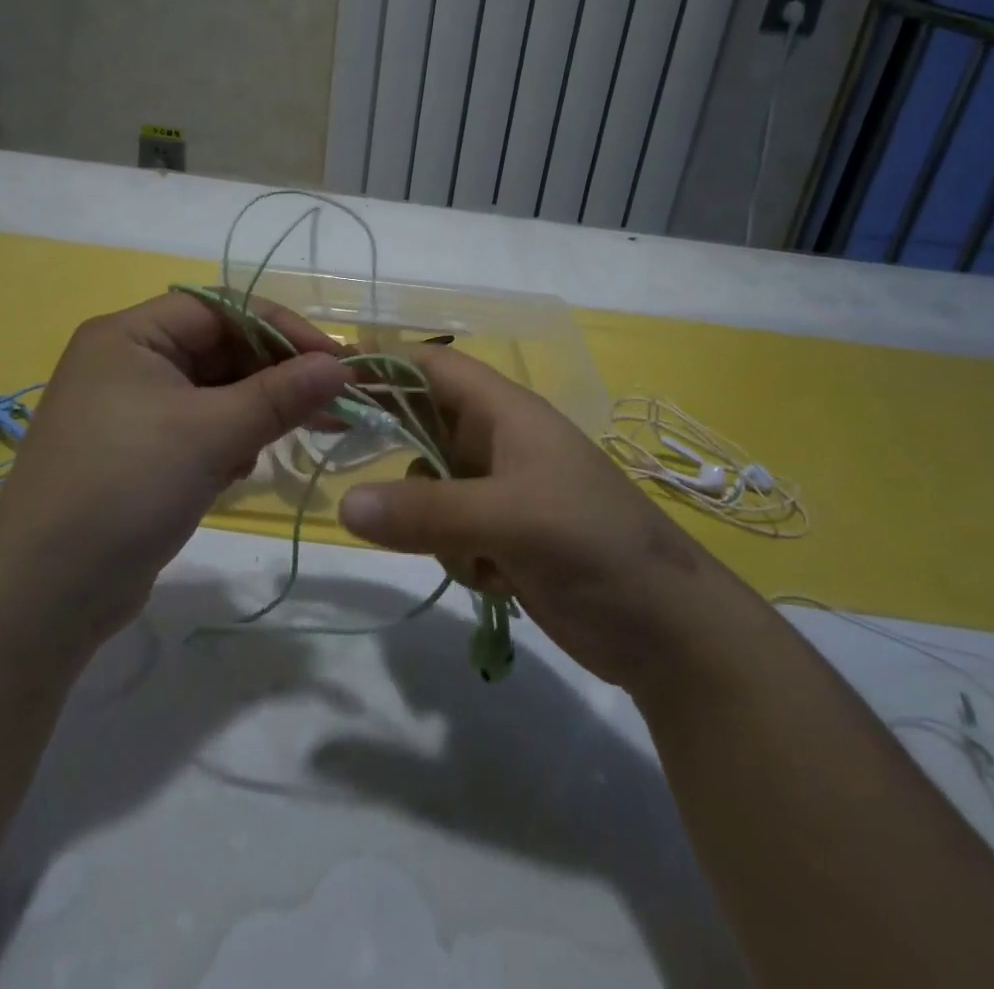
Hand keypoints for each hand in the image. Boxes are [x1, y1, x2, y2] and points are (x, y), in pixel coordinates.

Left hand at [0, 292, 349, 641]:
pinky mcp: (139, 452)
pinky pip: (200, 427)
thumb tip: (341, 365)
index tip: (336, 361)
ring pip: (215, 391)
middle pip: (221, 348)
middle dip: (275, 376)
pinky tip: (241, 468)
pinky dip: (230, 439)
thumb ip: (281, 395)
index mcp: (131, 334)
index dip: (283, 328)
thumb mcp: (211, 434)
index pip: (223, 308)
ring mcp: (132, 409)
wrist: (43, 595)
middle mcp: (129, 361)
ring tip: (292, 436)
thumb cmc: (125, 488)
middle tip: (331, 404)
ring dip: (256, 410)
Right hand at [336, 348, 767, 701]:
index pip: (433, 366)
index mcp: (506, 413)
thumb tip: (344, 504)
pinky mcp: (503, 537)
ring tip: (470, 553)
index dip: (384, 362)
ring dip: (429, 520)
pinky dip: (456, 554)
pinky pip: (448, 531)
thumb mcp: (510, 519)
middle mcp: (498, 444)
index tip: (327, 375)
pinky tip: (495, 579)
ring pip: (429, 487)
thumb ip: (426, 510)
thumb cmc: (595, 546)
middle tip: (352, 471)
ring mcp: (500, 492)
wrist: (666, 631)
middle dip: (397, 451)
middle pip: (423, 425)